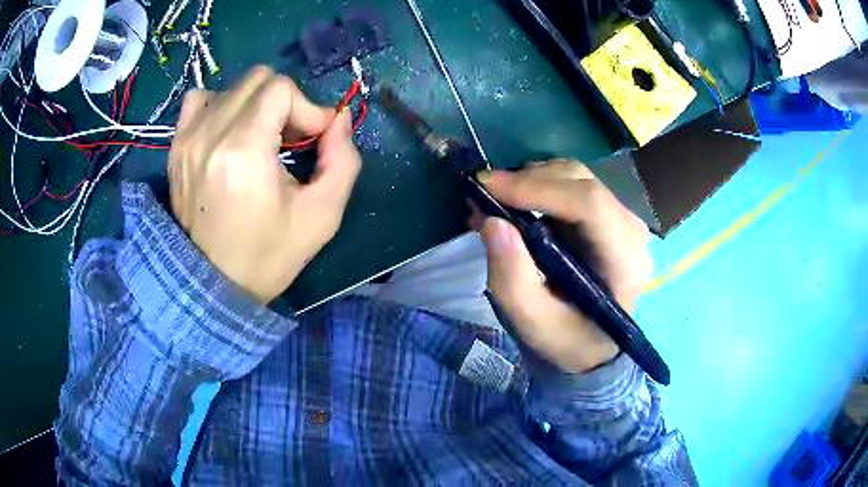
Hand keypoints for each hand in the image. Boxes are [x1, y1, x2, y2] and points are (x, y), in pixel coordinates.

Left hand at [169, 66, 361, 303]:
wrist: (211, 285)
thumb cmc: (267, 256)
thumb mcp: (321, 216)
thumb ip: (342, 160)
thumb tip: (338, 118)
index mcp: (243, 150)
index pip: (281, 89)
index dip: (307, 108)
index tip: (315, 140)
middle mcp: (210, 133)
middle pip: (259, 79)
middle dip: (285, 103)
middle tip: (289, 139)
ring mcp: (187, 137)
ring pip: (233, 87)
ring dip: (256, 104)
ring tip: (260, 137)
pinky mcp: (176, 145)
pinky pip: (200, 99)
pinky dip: (221, 105)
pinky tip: (229, 131)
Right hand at [477, 160, 652, 372]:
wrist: (590, 346)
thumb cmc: (568, 340)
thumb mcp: (534, 324)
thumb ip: (513, 280)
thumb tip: (493, 223)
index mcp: (625, 261)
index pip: (589, 204)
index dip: (538, 189)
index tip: (488, 187)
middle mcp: (630, 230)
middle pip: (580, 182)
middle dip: (527, 181)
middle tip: (482, 195)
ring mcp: (620, 218)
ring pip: (574, 176)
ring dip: (529, 180)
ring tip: (493, 200)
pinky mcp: (605, 214)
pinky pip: (570, 184)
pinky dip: (536, 186)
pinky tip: (513, 203)